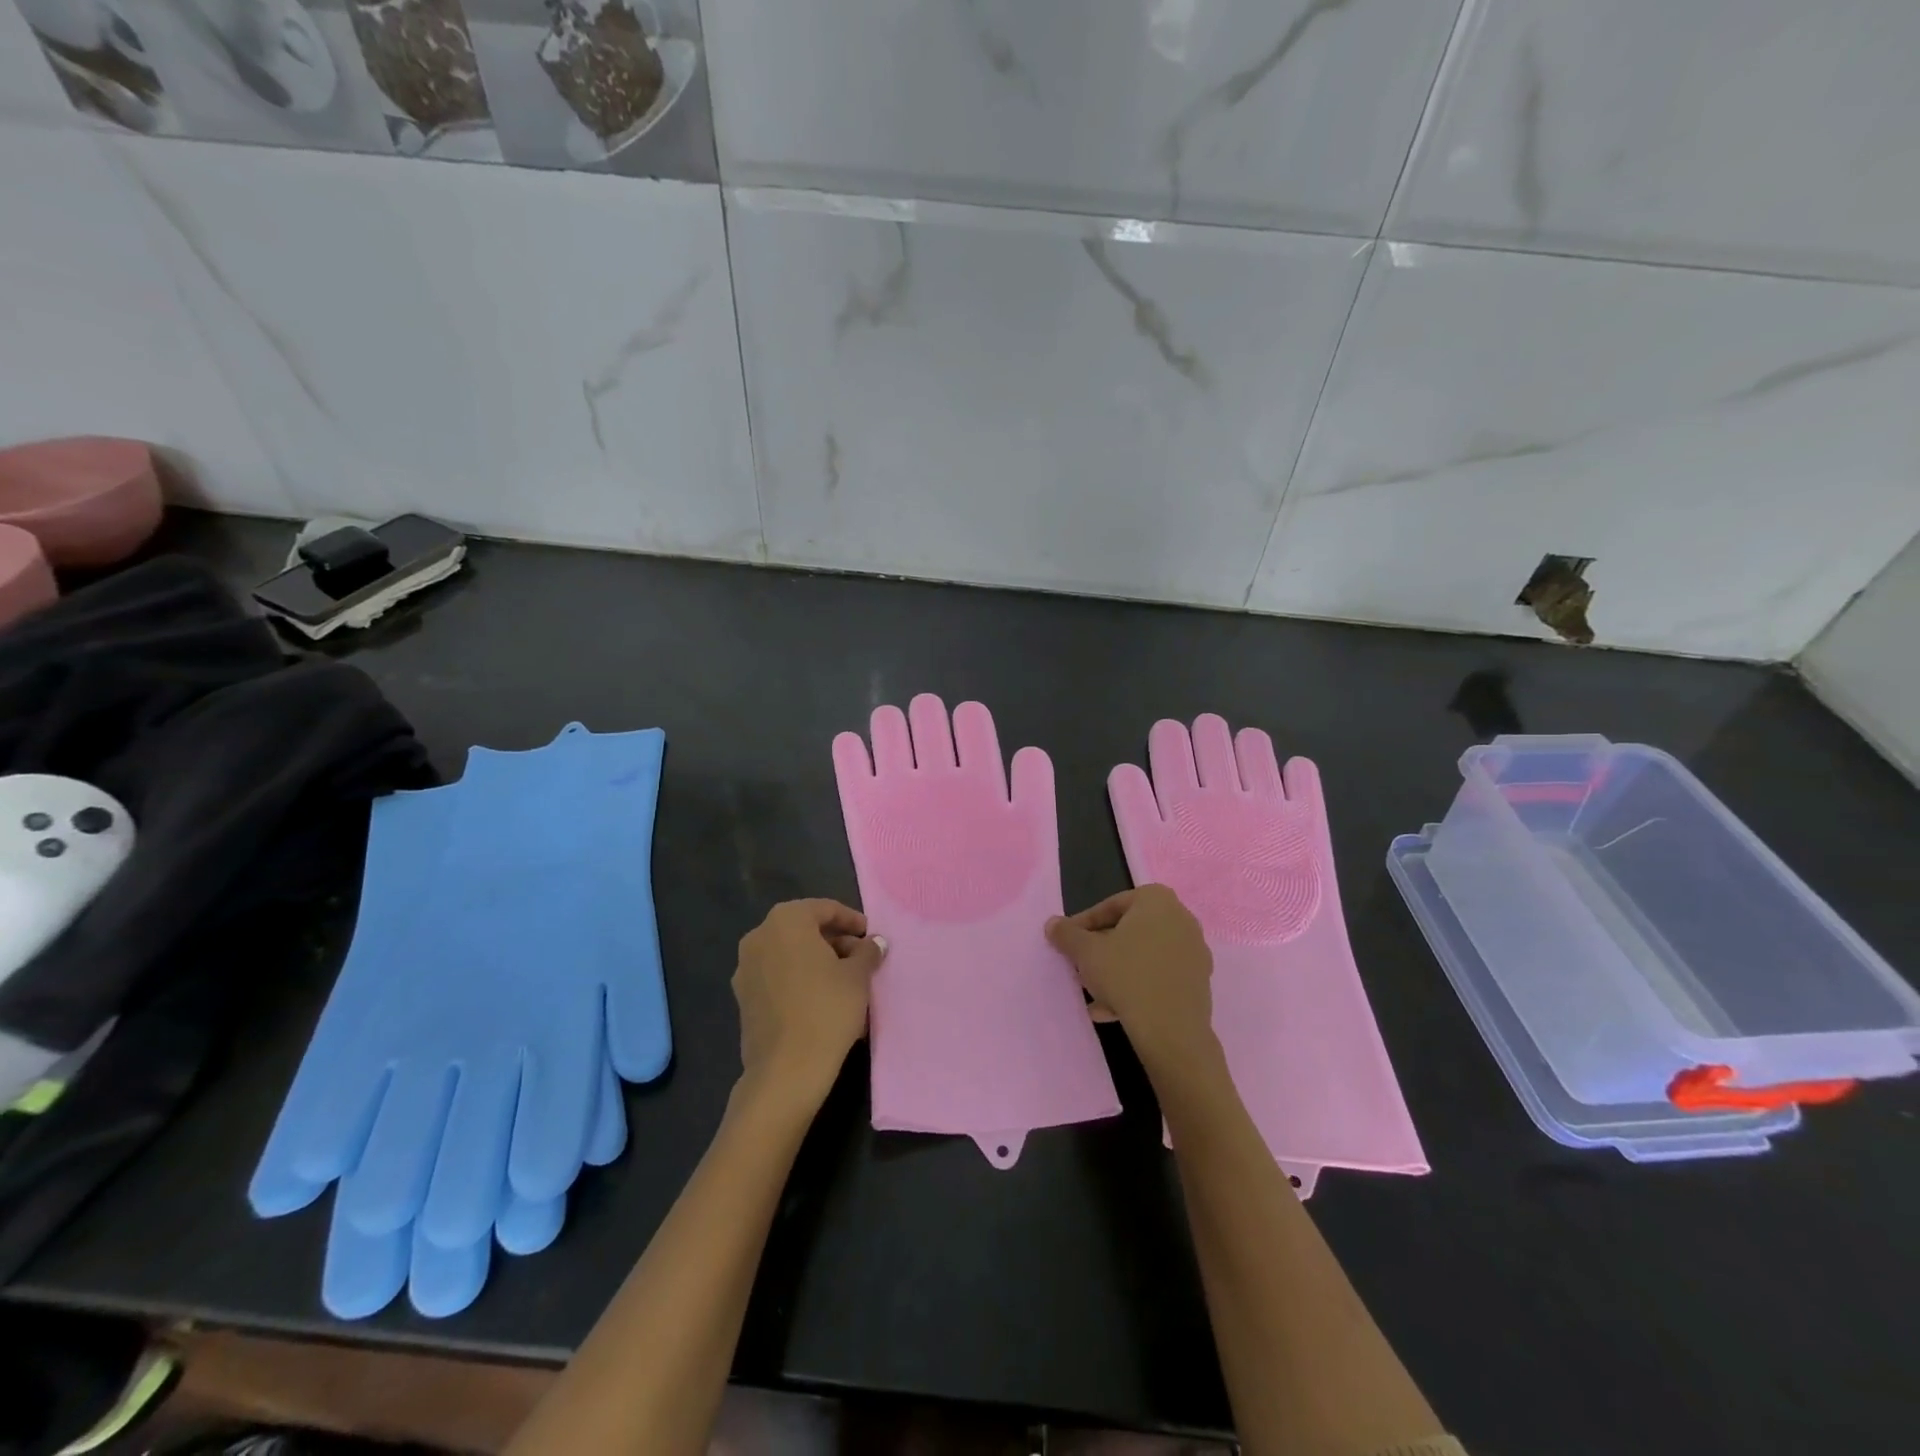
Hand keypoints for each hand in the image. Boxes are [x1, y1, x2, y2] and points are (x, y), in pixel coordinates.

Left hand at [733, 899, 886, 1107]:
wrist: (786, 1070)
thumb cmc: (827, 1009)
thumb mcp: (858, 976)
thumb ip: (867, 952)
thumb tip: (873, 944)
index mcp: (786, 920)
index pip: (825, 909)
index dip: (852, 920)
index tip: (871, 936)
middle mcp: (759, 936)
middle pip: (804, 929)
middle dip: (834, 941)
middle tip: (861, 958)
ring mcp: (746, 968)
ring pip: (790, 954)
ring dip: (817, 961)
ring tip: (846, 981)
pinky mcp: (743, 998)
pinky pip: (778, 977)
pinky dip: (800, 980)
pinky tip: (823, 1000)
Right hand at [1046, 885, 1215, 1069]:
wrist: (1171, 1030)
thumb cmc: (1126, 976)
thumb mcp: (1086, 952)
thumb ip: (1067, 934)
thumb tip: (1052, 924)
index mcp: (1156, 900)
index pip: (1110, 907)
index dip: (1083, 926)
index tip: (1067, 944)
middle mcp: (1181, 918)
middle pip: (1129, 931)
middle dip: (1102, 950)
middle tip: (1080, 967)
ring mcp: (1194, 951)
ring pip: (1144, 956)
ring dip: (1117, 971)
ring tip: (1093, 994)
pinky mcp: (1198, 981)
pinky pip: (1159, 977)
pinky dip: (1137, 987)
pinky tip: (1113, 1009)